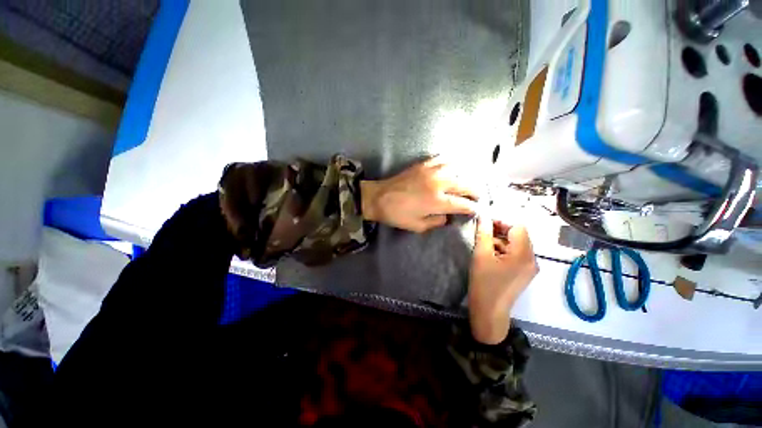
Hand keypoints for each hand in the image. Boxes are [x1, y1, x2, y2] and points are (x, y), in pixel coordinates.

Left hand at [360, 157, 480, 232]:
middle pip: (466, 185)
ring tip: (467, 183)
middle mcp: (439, 184)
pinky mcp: (423, 164)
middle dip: (476, 192)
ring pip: (458, 169)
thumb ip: (437, 222)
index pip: (463, 204)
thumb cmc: (397, 215)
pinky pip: (443, 159)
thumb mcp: (417, 226)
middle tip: (478, 196)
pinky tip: (453, 167)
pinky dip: (451, 163)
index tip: (476, 210)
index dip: (472, 208)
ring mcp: (432, 171)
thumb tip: (448, 216)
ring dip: (466, 177)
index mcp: (437, 201)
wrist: (379, 198)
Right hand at [469, 216, 537, 343]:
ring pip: (517, 244)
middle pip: (519, 235)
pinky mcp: (524, 273)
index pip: (518, 227)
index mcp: (524, 254)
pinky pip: (516, 254)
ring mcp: (530, 267)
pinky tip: (491, 256)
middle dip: (500, 231)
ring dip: (501, 241)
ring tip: (484, 246)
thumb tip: (483, 217)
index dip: (502, 221)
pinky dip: (504, 250)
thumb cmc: (484, 283)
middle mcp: (532, 259)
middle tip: (482, 233)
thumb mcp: (481, 255)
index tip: (485, 224)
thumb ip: (484, 234)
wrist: (489, 311)